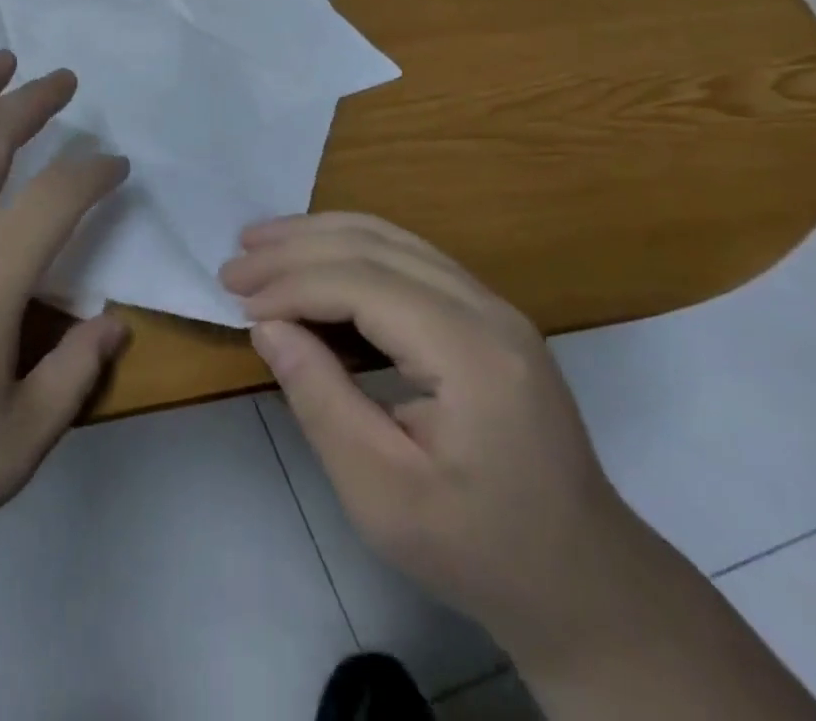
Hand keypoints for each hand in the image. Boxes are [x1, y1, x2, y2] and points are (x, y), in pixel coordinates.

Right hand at [220, 213, 647, 656]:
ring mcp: (491, 305)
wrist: (581, 580)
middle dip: (295, 248)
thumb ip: (320, 400)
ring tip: (260, 243)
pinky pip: (406, 256)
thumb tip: (266, 326)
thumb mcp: (382, 495)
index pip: (363, 284)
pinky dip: (348, 250)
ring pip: (390, 237)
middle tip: (234, 263)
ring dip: (318, 235)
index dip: (293, 285)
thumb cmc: (477, 548)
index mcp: (472, 354)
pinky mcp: (484, 313)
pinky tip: (313, 260)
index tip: (238, 302)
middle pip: (375, 245)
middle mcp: (487, 308)